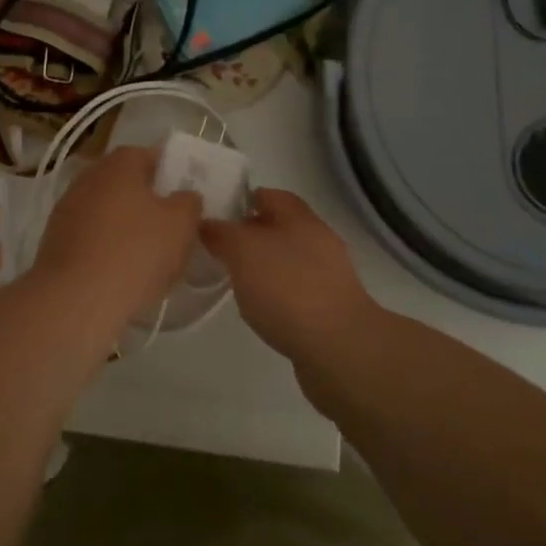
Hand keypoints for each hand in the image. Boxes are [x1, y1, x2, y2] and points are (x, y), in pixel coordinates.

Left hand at [32, 145, 201, 330]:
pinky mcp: (54, 240)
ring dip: (126, 227)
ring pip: (107, 212)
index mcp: (119, 163)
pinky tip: (121, 274)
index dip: (170, 174)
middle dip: (147, 203)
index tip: (184, 198)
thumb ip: (189, 202)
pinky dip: (106, 249)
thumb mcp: (181, 224)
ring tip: (149, 258)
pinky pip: (91, 237)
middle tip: (170, 229)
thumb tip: (184, 196)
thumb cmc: (135, 251)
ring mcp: (67, 208)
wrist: (75, 299)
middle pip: (126, 184)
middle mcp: (89, 176)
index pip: (149, 156)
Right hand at [200, 188, 375, 360]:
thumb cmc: (287, 288)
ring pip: (287, 260)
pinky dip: (277, 296)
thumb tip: (206, 223)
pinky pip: (295, 292)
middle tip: (218, 248)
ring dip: (263, 267)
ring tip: (234, 282)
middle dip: (250, 235)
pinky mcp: (330, 310)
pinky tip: (260, 311)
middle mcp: (318, 240)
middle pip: (279, 228)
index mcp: (300, 218)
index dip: (242, 199)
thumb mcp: (242, 251)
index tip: (215, 213)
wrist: (339, 349)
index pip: (269, 195)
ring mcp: (328, 277)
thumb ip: (221, 233)